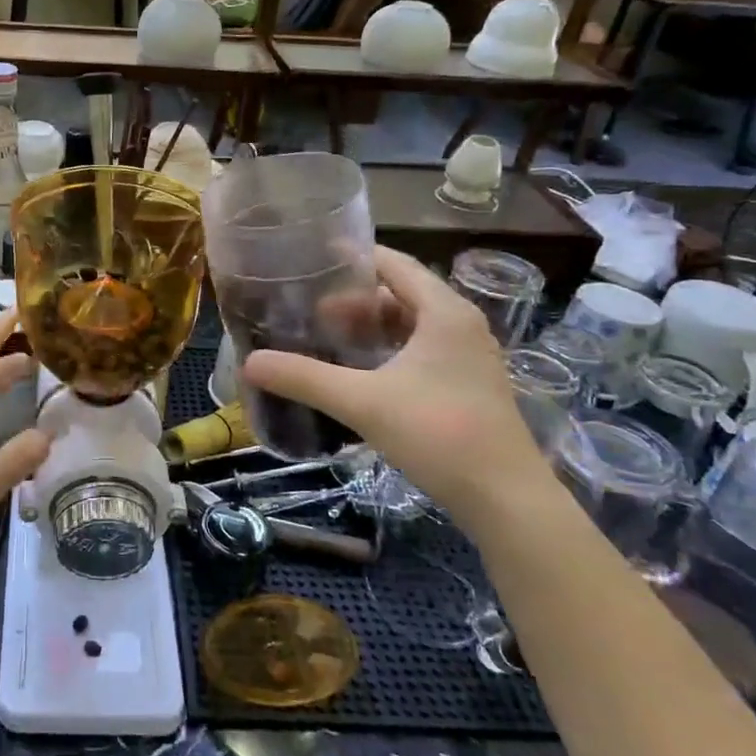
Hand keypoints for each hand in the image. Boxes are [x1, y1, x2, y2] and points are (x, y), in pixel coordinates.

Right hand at [238, 245, 549, 523]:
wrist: (506, 499)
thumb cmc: (438, 433)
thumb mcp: (362, 402)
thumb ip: (305, 378)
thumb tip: (250, 362)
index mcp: (443, 311)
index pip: (393, 263)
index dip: (352, 256)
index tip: (310, 257)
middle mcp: (460, 324)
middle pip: (400, 292)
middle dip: (353, 297)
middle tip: (308, 308)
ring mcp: (468, 356)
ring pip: (410, 323)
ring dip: (370, 325)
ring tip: (327, 335)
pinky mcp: (467, 384)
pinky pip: (420, 349)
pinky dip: (387, 349)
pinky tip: (358, 370)